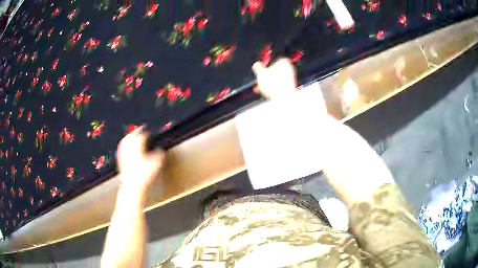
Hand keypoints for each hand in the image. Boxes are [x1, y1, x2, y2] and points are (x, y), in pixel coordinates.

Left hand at [116, 126, 164, 191]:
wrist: (132, 185)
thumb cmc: (144, 175)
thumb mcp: (155, 165)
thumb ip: (158, 155)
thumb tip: (160, 149)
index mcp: (137, 147)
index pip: (141, 136)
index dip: (144, 132)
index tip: (147, 130)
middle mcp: (129, 148)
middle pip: (130, 136)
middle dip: (134, 131)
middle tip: (138, 129)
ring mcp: (123, 154)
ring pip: (124, 141)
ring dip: (127, 136)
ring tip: (130, 135)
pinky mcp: (120, 160)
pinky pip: (120, 149)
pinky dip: (123, 145)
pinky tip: (124, 147)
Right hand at [252, 58, 297, 98]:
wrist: (283, 97)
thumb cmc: (274, 84)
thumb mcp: (260, 73)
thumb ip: (258, 66)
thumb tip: (256, 64)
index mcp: (283, 61)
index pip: (273, 60)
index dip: (265, 65)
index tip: (260, 69)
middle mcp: (290, 68)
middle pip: (274, 70)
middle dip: (266, 76)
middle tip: (259, 80)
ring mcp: (291, 78)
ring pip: (276, 79)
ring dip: (268, 83)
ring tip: (260, 88)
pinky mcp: (290, 87)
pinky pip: (279, 86)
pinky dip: (272, 88)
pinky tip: (266, 92)